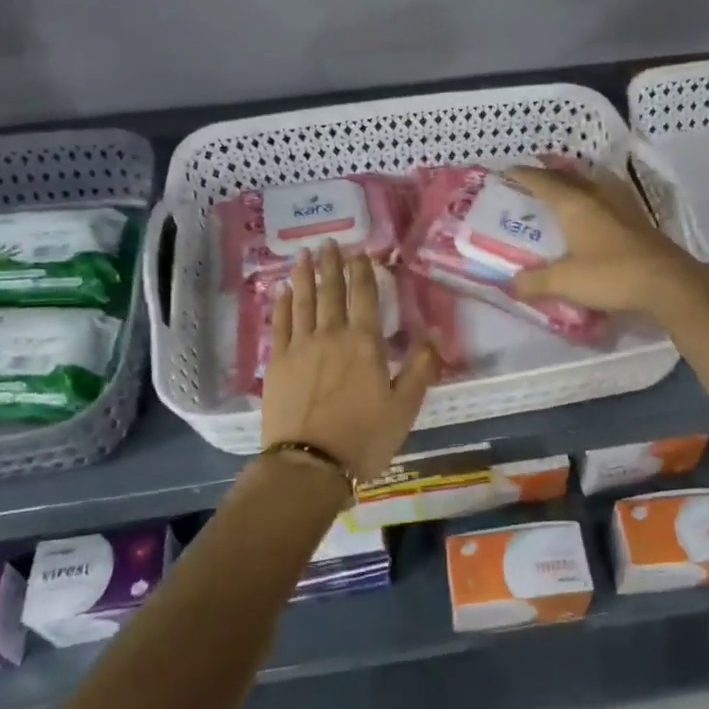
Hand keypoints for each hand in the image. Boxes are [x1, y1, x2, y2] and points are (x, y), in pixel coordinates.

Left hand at [262, 242, 436, 492]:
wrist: (309, 465)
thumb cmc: (364, 438)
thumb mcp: (405, 408)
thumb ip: (421, 368)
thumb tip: (432, 333)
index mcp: (365, 343)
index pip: (364, 296)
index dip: (362, 271)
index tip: (359, 252)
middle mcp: (331, 335)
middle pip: (331, 291)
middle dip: (332, 264)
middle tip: (329, 242)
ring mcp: (300, 347)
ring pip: (303, 301)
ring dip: (305, 275)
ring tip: (304, 254)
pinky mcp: (276, 362)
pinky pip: (280, 324)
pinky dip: (282, 304)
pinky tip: (283, 291)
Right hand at [506, 165, 708, 320]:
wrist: (668, 283)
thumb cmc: (611, 275)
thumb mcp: (564, 282)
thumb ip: (533, 282)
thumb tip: (509, 284)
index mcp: (575, 204)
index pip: (542, 181)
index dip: (523, 175)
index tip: (506, 172)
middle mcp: (597, 196)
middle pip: (567, 176)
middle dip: (547, 173)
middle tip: (530, 177)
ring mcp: (621, 205)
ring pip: (590, 183)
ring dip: (572, 181)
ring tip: (560, 187)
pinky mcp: (637, 219)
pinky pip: (606, 197)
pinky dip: (591, 196)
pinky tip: (593, 208)